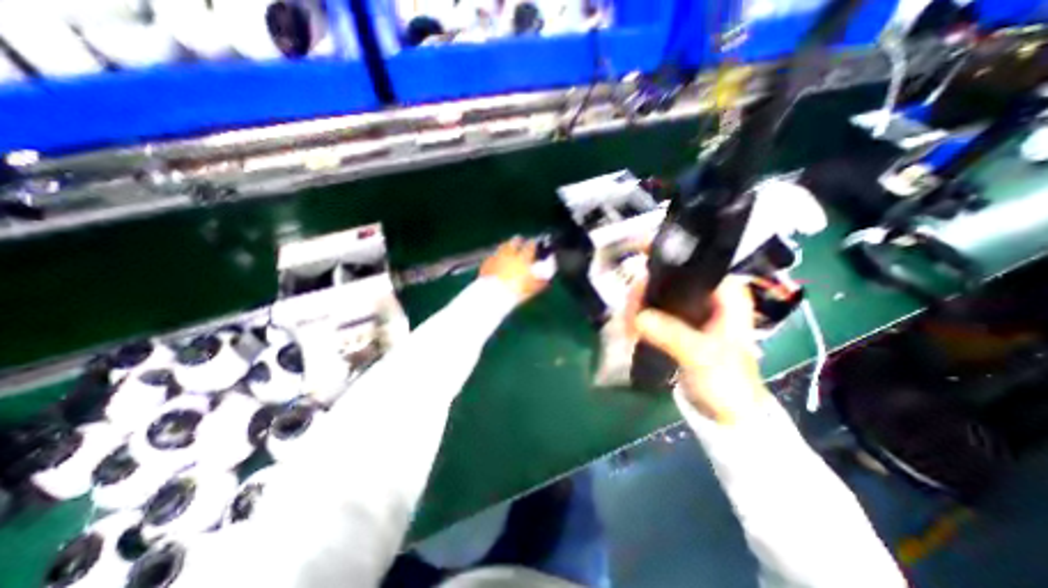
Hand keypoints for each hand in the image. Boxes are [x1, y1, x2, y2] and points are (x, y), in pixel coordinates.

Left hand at [480, 236, 551, 301]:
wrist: (493, 295)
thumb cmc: (516, 292)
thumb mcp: (532, 288)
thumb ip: (540, 282)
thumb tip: (546, 279)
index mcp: (523, 258)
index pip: (530, 246)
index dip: (533, 244)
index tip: (534, 244)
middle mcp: (510, 254)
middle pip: (515, 242)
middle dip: (518, 241)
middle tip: (520, 241)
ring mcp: (496, 257)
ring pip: (502, 247)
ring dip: (506, 246)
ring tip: (508, 248)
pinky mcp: (486, 263)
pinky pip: (492, 256)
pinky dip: (496, 257)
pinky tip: (496, 261)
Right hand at [630, 276, 767, 421]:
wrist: (728, 414)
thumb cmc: (727, 382)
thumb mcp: (701, 356)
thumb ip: (671, 334)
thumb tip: (637, 317)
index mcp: (725, 295)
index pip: (692, 264)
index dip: (665, 262)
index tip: (639, 271)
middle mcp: (707, 297)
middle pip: (668, 279)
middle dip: (644, 291)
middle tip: (627, 309)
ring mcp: (691, 311)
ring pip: (657, 295)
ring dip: (638, 306)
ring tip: (625, 323)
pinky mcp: (678, 325)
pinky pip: (653, 312)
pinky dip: (640, 317)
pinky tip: (628, 327)